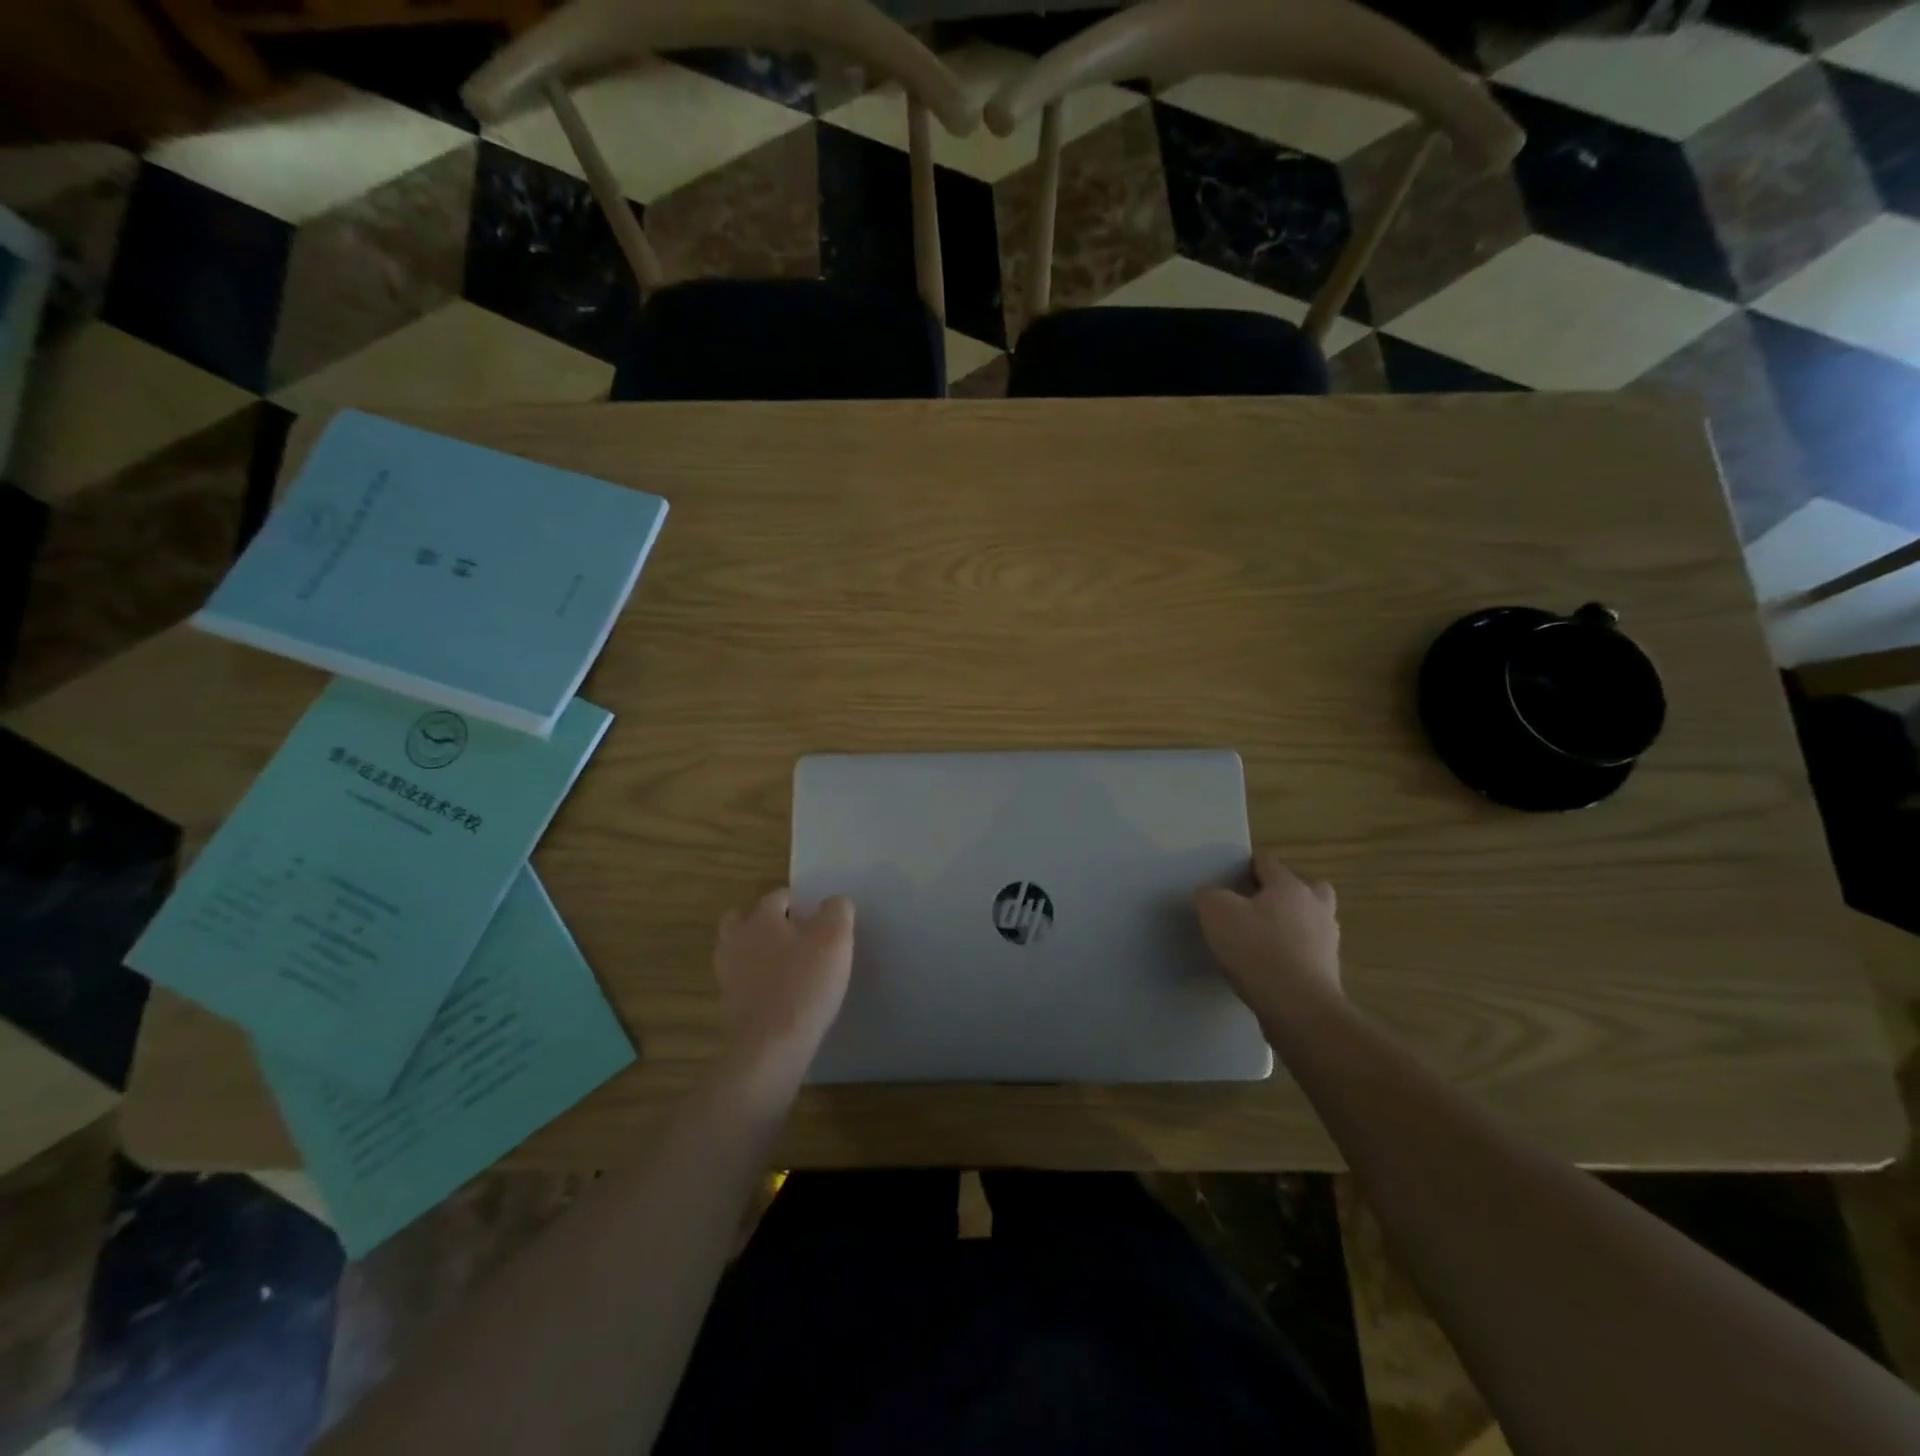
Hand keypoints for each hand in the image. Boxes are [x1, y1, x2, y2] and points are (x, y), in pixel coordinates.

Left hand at [714, 889, 854, 1078]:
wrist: (770, 1046)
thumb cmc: (804, 984)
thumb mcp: (835, 939)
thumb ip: (837, 911)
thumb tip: (835, 902)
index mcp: (761, 918)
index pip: (778, 896)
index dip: (799, 902)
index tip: (818, 916)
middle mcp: (737, 940)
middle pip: (744, 918)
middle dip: (766, 921)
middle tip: (795, 934)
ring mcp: (728, 974)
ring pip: (740, 949)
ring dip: (759, 951)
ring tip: (789, 964)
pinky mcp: (729, 1005)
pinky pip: (743, 981)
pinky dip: (758, 980)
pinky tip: (781, 992)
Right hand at [1195, 852, 1341, 1017]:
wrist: (1298, 1008)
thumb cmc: (1257, 949)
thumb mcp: (1216, 913)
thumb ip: (1209, 895)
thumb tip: (1211, 895)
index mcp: (1289, 886)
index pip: (1268, 862)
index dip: (1246, 866)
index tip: (1228, 880)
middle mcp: (1315, 907)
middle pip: (1305, 888)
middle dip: (1283, 894)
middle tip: (1257, 906)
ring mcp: (1327, 941)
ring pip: (1311, 921)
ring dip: (1292, 925)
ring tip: (1262, 939)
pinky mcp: (1328, 972)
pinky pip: (1308, 952)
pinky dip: (1293, 954)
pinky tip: (1269, 967)